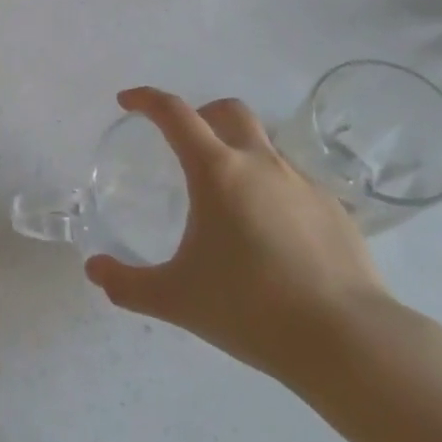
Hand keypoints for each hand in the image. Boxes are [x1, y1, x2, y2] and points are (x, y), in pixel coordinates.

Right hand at [85, 88, 390, 389]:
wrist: (348, 341)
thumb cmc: (251, 308)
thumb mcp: (177, 298)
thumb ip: (128, 284)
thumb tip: (93, 271)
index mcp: (217, 172)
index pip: (174, 114)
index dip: (146, 100)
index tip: (128, 102)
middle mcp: (261, 164)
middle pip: (228, 111)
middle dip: (201, 114)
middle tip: (184, 142)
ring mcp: (303, 183)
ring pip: (265, 146)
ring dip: (240, 152)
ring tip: (229, 199)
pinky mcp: (335, 209)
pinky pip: (294, 183)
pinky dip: (273, 190)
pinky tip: (273, 235)